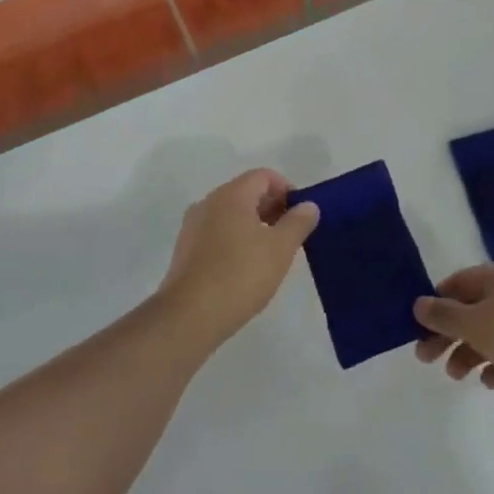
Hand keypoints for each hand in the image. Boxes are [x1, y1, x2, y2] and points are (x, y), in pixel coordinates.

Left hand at [160, 170, 319, 349]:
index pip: (264, 176)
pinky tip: (245, 267)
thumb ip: (298, 222)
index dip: (286, 190)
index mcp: (231, 195)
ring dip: (254, 225)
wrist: (189, 316)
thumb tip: (308, 206)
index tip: (300, 215)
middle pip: (246, 192)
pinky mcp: (185, 250)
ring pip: (230, 214)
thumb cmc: (240, 275)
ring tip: (271, 253)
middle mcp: (208, 202)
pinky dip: (235, 239)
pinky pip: (216, 233)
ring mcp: (192, 226)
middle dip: (272, 207)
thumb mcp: (280, 249)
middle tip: (290, 235)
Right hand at [413, 263, 493, 414]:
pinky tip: (490, 382)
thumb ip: (444, 315)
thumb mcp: (475, 322)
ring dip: (470, 353)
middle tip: (426, 359)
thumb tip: (419, 303)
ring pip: (492, 334)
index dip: (436, 304)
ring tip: (457, 376)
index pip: (459, 283)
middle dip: (449, 334)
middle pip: (473, 310)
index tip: (418, 328)